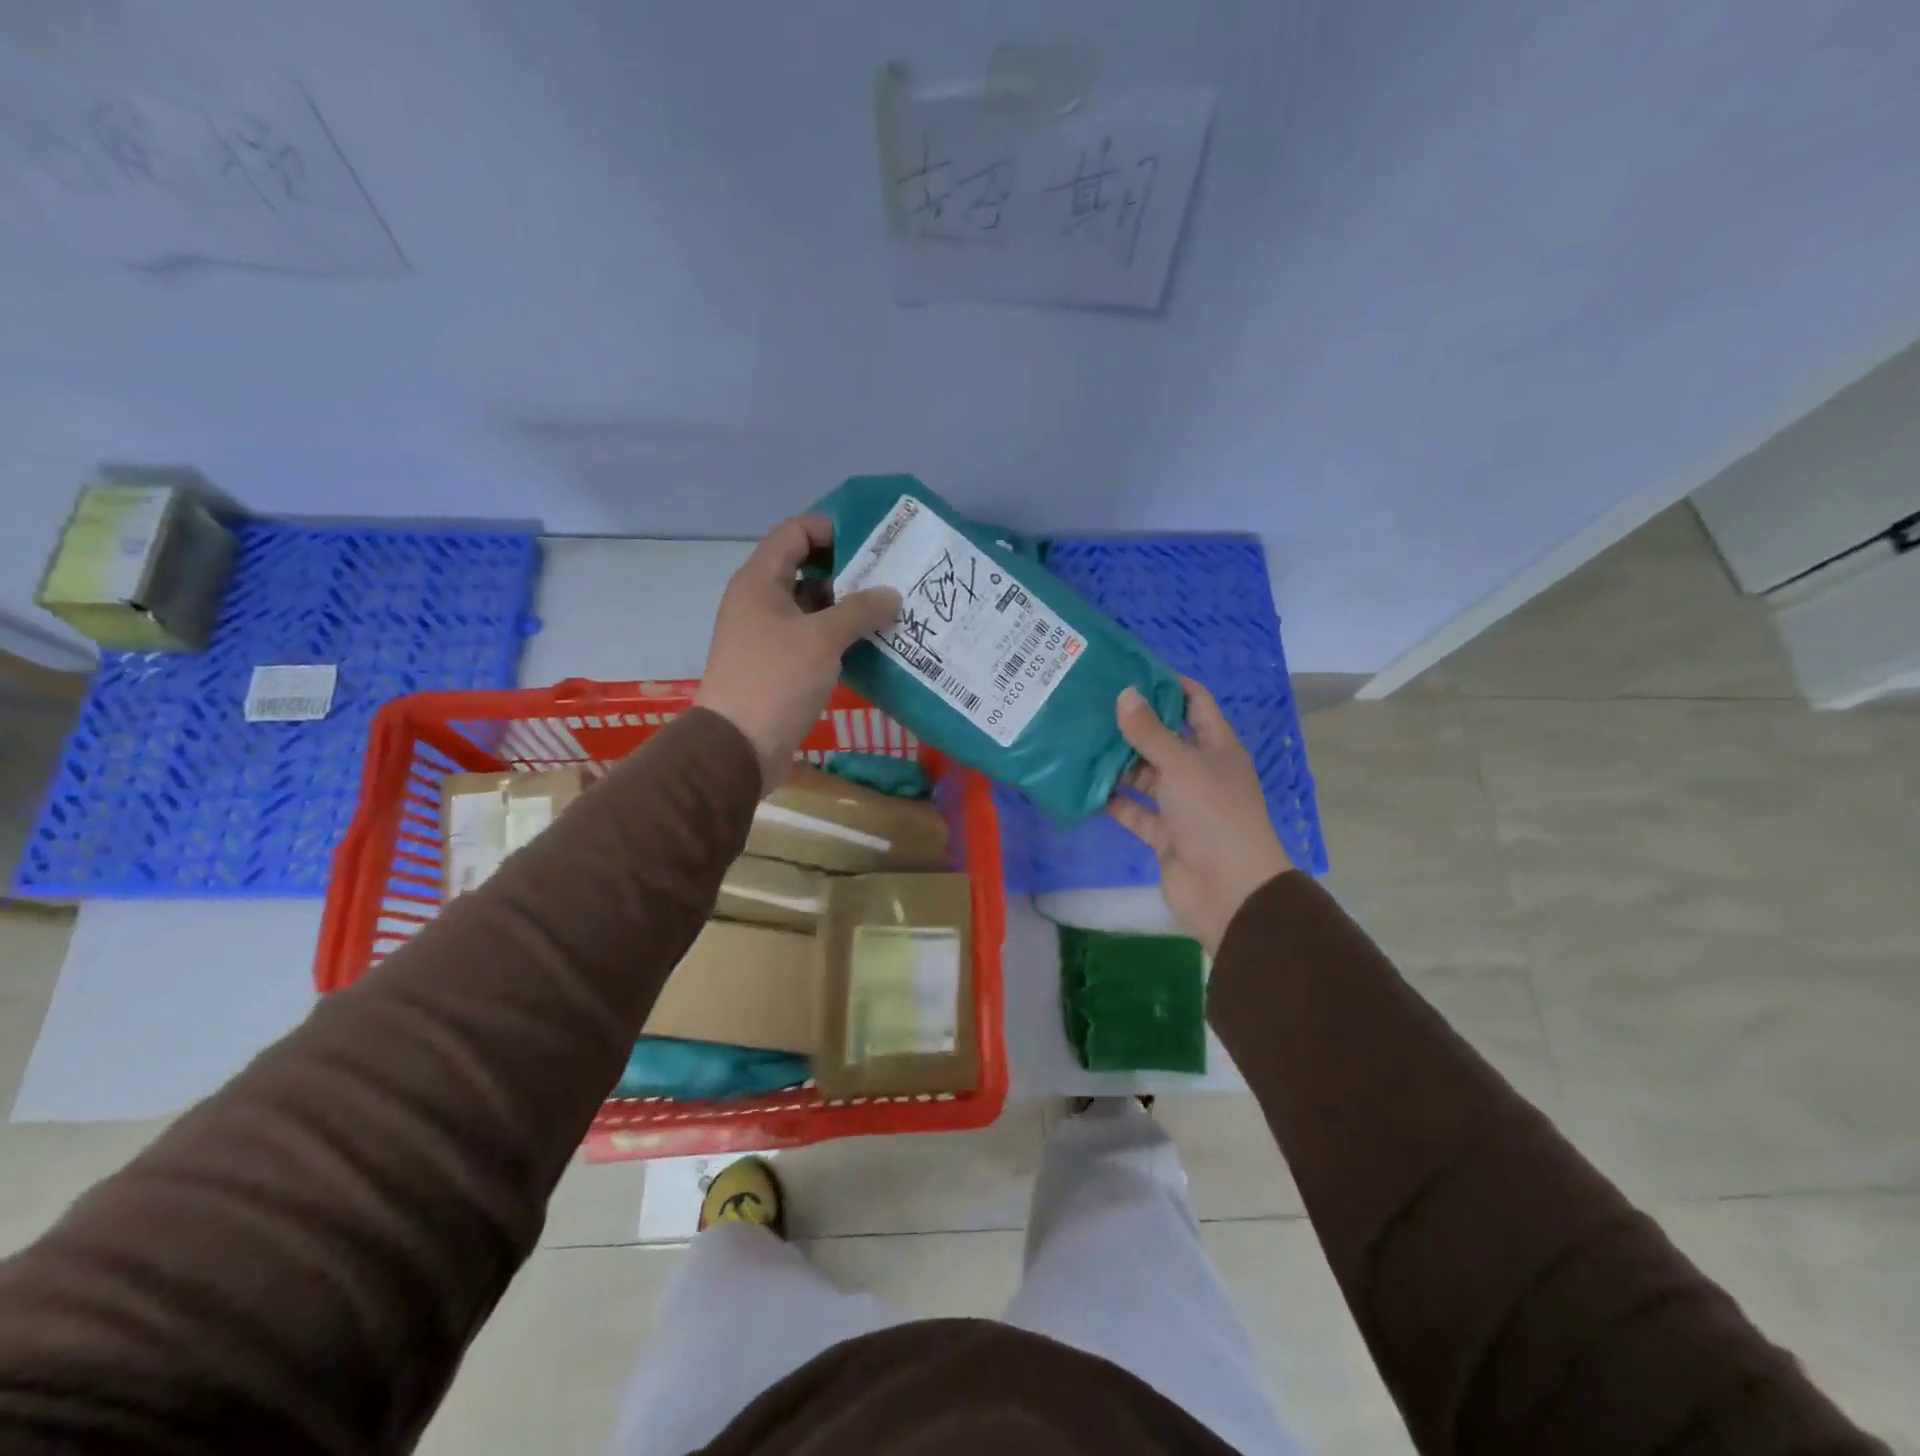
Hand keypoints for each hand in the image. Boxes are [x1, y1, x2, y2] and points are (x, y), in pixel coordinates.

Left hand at [695, 515, 900, 792]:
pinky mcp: (778, 667)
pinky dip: (839, 638)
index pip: (795, 532)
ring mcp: (767, 636)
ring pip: (812, 608)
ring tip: (890, 610)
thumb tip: (891, 594)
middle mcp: (760, 602)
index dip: (831, 528)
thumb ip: (860, 610)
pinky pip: (812, 639)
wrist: (738, 746)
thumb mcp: (822, 639)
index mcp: (759, 581)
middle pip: (805, 569)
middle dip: (848, 571)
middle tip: (891, 577)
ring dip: (847, 608)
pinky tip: (872, 644)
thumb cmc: (776, 680)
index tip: (873, 541)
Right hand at [1105, 678, 1293, 954]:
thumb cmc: (1214, 816)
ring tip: (1078, 740)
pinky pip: (1134, 811)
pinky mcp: (1164, 834)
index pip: (1194, 704)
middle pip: (1163, 739)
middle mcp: (1199, 771)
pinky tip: (1083, 785)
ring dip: (1117, 763)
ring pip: (1146, 776)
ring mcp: (1181, 805)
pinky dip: (1113, 801)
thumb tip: (1124, 693)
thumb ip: (1149, 733)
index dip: (1167, 685)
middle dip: (1132, 724)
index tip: (1129, 670)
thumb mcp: (1181, 766)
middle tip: (1090, 704)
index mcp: (1216, 748)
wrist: (1229, 891)